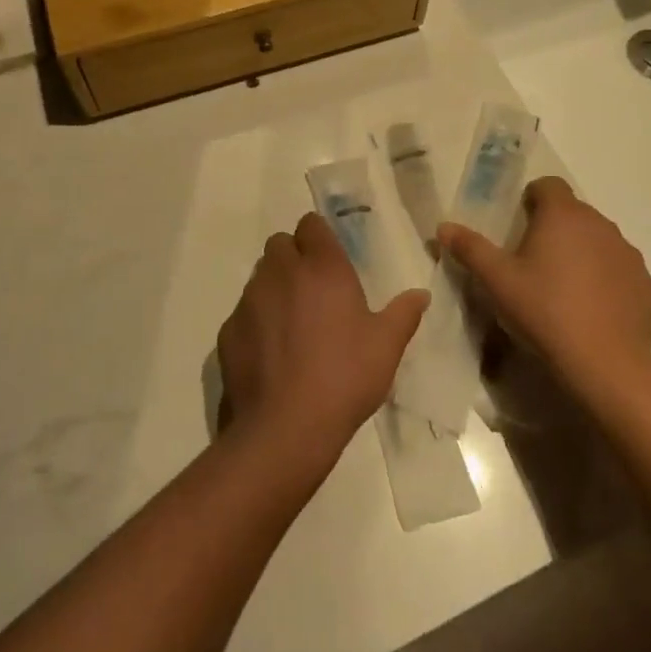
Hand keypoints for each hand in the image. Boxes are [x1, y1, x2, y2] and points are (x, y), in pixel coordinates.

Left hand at [218, 213, 428, 467]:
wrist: (286, 427)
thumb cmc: (344, 377)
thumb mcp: (386, 346)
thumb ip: (403, 314)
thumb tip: (421, 295)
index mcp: (322, 267)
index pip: (311, 224)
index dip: (319, 237)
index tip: (330, 259)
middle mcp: (282, 272)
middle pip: (281, 244)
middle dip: (294, 256)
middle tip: (313, 288)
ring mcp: (250, 299)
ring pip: (260, 275)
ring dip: (274, 285)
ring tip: (292, 321)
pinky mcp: (229, 329)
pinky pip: (243, 311)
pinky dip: (256, 320)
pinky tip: (270, 351)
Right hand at [438, 178, 650, 398]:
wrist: (605, 364)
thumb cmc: (544, 311)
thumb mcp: (497, 281)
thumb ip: (470, 248)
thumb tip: (444, 226)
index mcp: (563, 215)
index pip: (548, 185)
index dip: (532, 200)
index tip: (519, 227)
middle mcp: (600, 224)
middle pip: (573, 213)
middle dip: (554, 229)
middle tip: (533, 264)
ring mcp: (628, 254)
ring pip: (598, 241)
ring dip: (581, 253)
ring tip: (562, 289)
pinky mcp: (645, 284)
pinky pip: (619, 271)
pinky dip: (605, 280)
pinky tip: (591, 310)